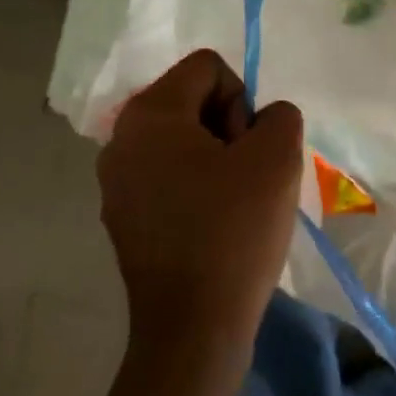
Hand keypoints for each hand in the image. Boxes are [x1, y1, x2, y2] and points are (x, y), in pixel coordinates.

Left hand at [97, 50, 304, 382]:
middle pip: (191, 102)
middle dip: (229, 130)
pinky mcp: (123, 217)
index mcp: (149, 114)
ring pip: (183, 143)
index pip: (209, 68)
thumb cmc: (234, 232)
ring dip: (217, 162)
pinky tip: (214, 227)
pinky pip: (169, 178)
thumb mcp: (278, 158)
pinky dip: (197, 190)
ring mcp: (116, 182)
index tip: (249, 151)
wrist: (194, 326)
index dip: (243, 101)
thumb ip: (280, 115)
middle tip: (247, 178)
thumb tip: (262, 122)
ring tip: (235, 206)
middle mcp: (120, 139)